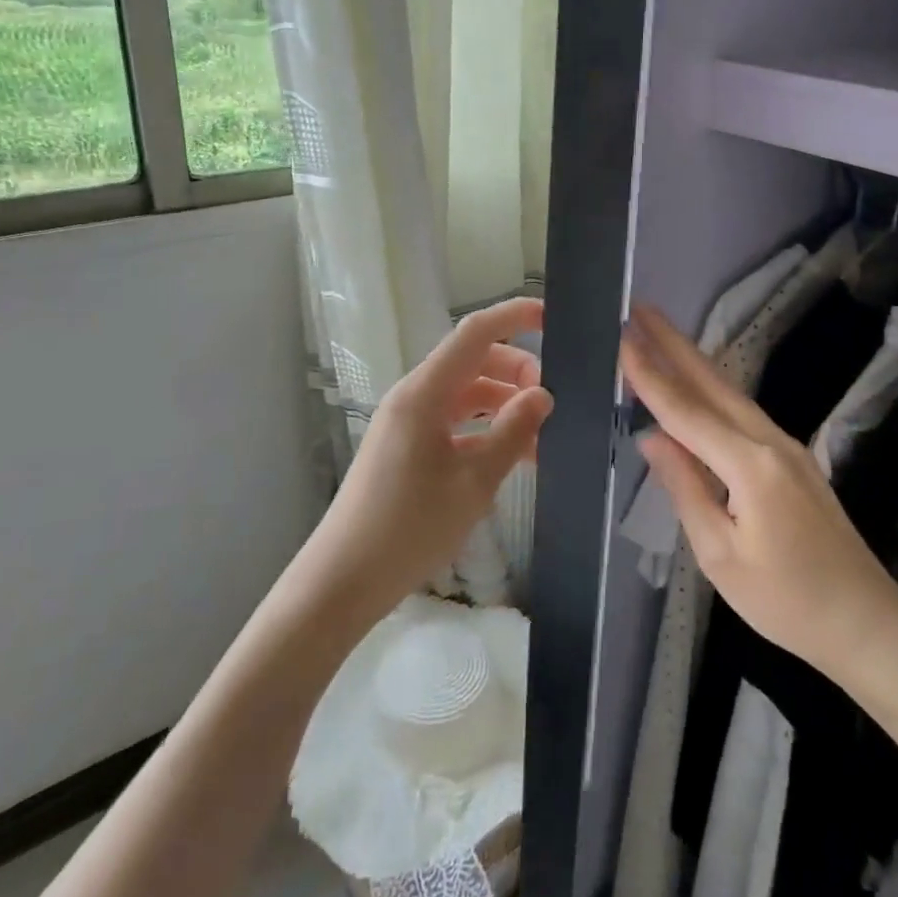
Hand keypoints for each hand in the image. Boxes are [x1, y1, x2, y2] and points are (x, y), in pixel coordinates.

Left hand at [297, 297, 552, 628]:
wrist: (344, 580)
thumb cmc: (409, 528)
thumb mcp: (474, 482)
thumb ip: (513, 432)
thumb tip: (543, 395)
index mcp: (425, 393)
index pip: (475, 333)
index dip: (514, 316)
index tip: (553, 320)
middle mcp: (415, 396)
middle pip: (474, 361)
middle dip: (517, 373)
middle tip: (552, 406)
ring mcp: (409, 422)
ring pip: (468, 394)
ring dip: (505, 406)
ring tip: (540, 440)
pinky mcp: (408, 446)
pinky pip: (455, 422)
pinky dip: (486, 430)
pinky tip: (513, 457)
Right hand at [620, 303, 897, 674]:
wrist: (866, 621)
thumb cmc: (786, 600)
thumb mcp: (720, 554)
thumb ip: (685, 488)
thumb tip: (652, 437)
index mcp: (750, 465)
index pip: (685, 411)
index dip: (650, 375)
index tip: (622, 338)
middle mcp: (770, 441)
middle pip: (712, 383)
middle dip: (674, 344)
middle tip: (640, 310)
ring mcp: (787, 446)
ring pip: (730, 392)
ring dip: (692, 361)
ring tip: (659, 334)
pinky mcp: (793, 458)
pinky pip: (742, 412)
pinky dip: (711, 390)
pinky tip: (696, 385)